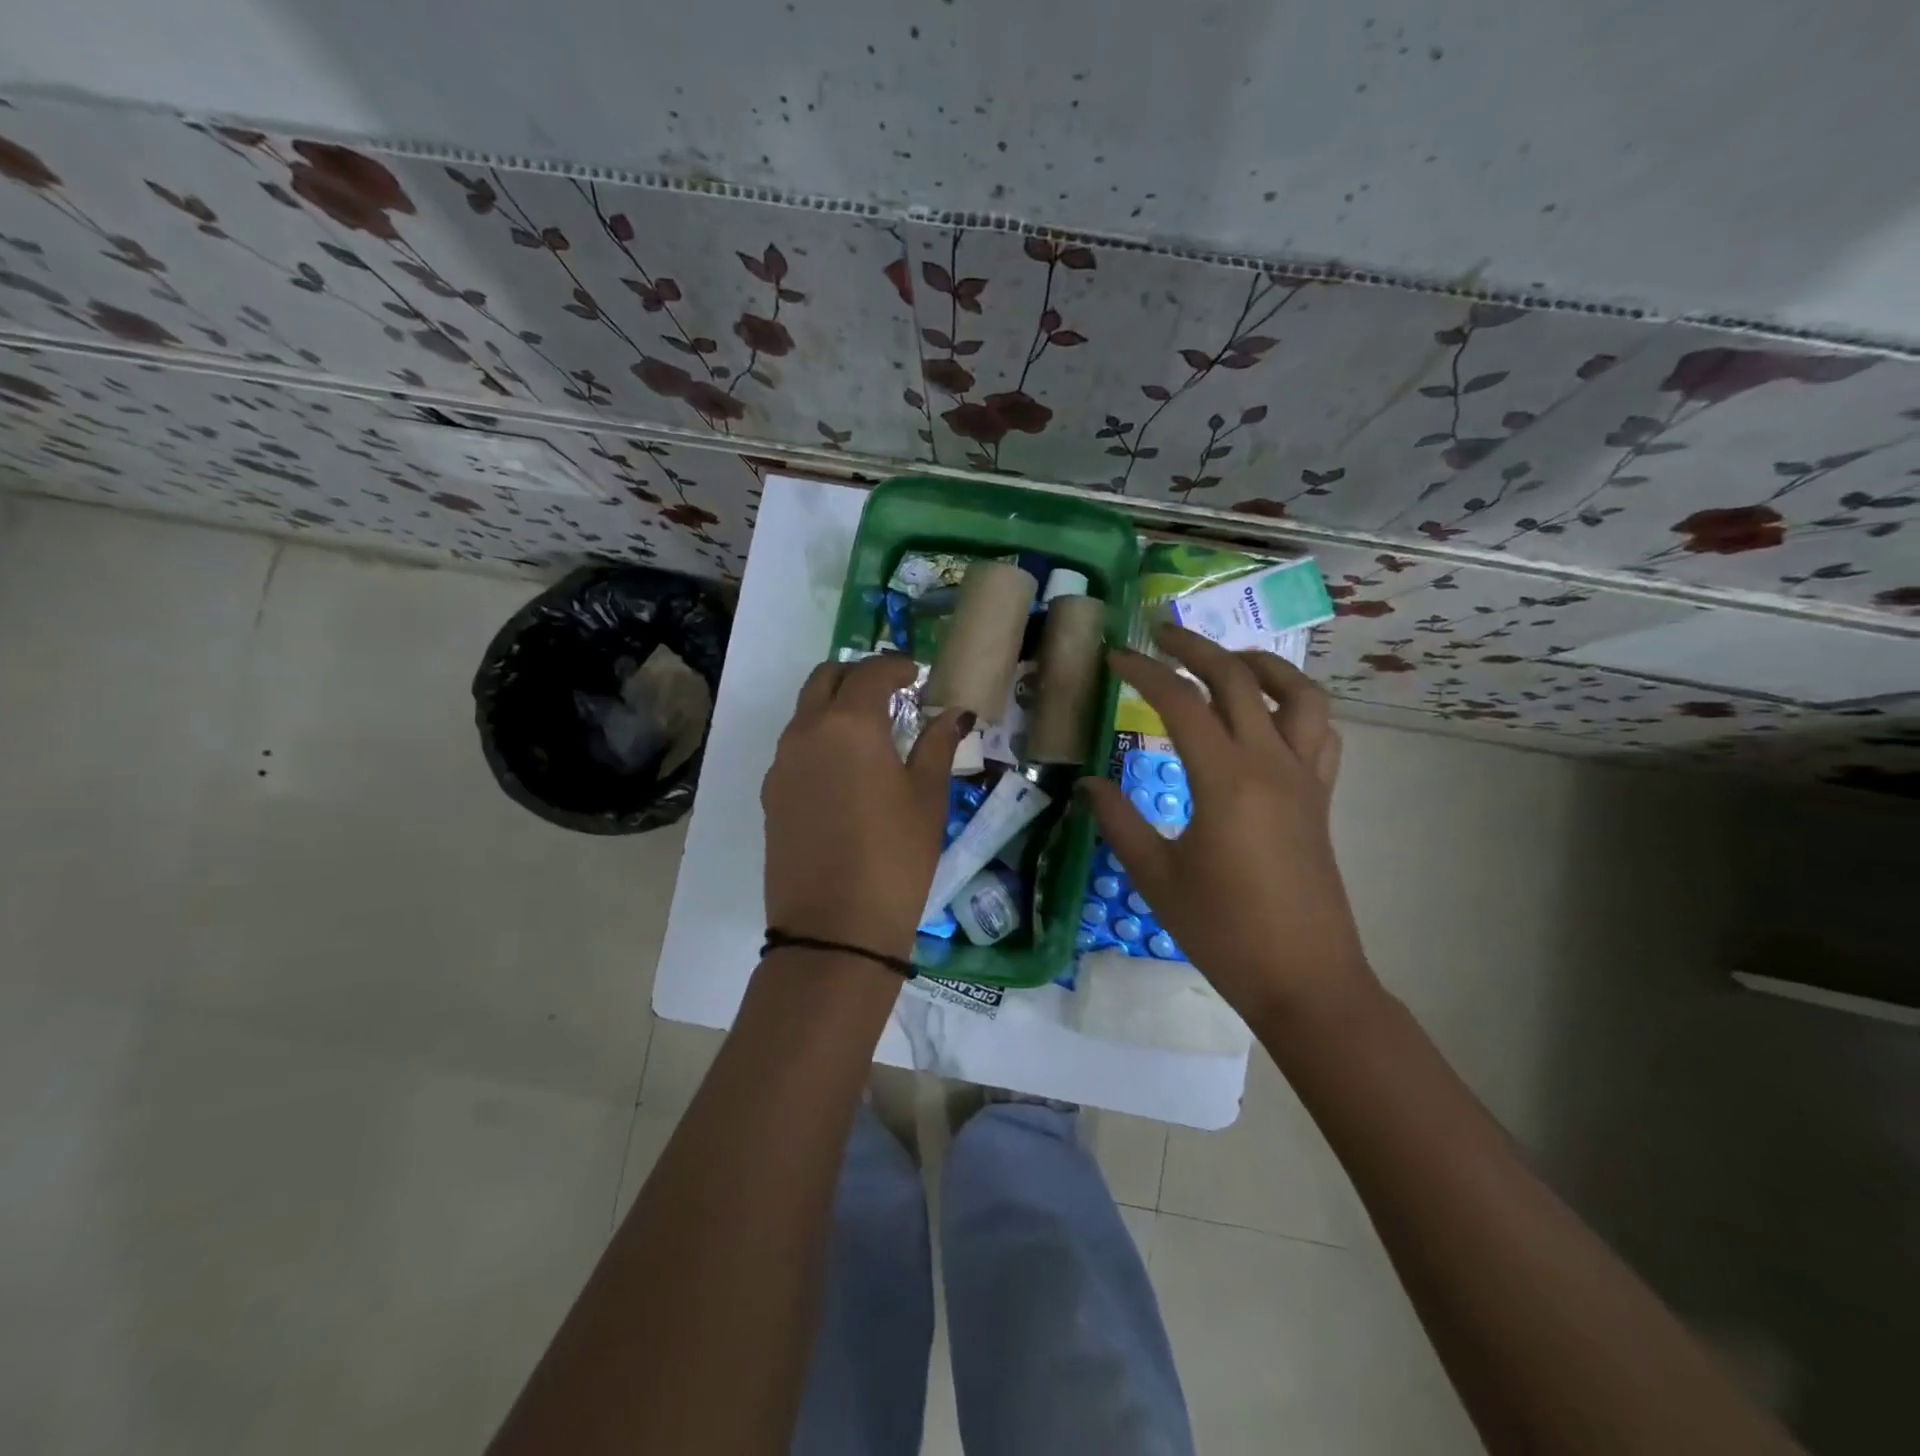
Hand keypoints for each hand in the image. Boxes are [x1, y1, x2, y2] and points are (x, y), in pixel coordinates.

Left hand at [762, 654, 971, 960]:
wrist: (834, 927)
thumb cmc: (895, 857)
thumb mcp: (927, 799)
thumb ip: (937, 745)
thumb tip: (954, 714)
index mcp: (849, 724)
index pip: (870, 672)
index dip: (896, 665)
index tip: (917, 673)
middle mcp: (806, 732)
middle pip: (825, 679)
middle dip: (857, 675)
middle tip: (890, 692)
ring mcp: (781, 763)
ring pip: (805, 712)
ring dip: (835, 706)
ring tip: (870, 731)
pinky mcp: (771, 794)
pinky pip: (794, 747)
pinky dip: (819, 738)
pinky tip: (845, 769)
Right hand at [1080, 624, 1370, 1022]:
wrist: (1305, 979)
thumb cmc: (1223, 931)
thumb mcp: (1156, 877)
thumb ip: (1119, 821)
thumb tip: (1089, 784)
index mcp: (1225, 780)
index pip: (1180, 703)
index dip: (1143, 672)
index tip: (1114, 658)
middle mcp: (1271, 764)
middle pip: (1238, 680)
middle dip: (1195, 649)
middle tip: (1159, 634)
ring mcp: (1304, 778)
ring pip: (1298, 694)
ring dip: (1260, 665)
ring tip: (1225, 661)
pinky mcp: (1320, 797)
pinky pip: (1320, 732)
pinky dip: (1296, 706)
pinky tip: (1268, 715)